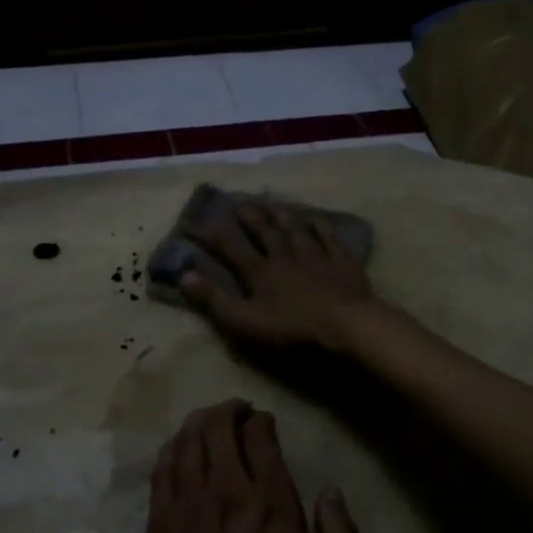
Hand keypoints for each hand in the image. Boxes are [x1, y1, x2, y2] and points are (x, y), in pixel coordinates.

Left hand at [121, 401, 360, 532]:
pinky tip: (177, 446)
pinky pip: (161, 469)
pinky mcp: (156, 526)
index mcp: (270, 505)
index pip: (260, 438)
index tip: (264, 421)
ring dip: (198, 421)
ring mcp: (184, 507)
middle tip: (238, 411)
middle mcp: (224, 493)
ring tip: (209, 419)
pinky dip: (171, 447)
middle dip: (228, 410)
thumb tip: (331, 490)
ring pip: (186, 441)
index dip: (261, 421)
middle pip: (217, 428)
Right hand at [180, 202, 377, 352]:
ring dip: (282, 215)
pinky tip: (316, 219)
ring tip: (272, 203)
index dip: (207, 234)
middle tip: (237, 202)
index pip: (228, 246)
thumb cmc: (293, 329)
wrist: (348, 326)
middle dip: (248, 216)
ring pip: (295, 228)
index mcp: (259, 271)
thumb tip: (184, 275)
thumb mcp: (245, 322)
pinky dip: (320, 226)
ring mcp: (316, 256)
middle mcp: (285, 255)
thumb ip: (214, 299)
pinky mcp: (342, 262)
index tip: (190, 222)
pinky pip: (329, 237)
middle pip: (264, 230)